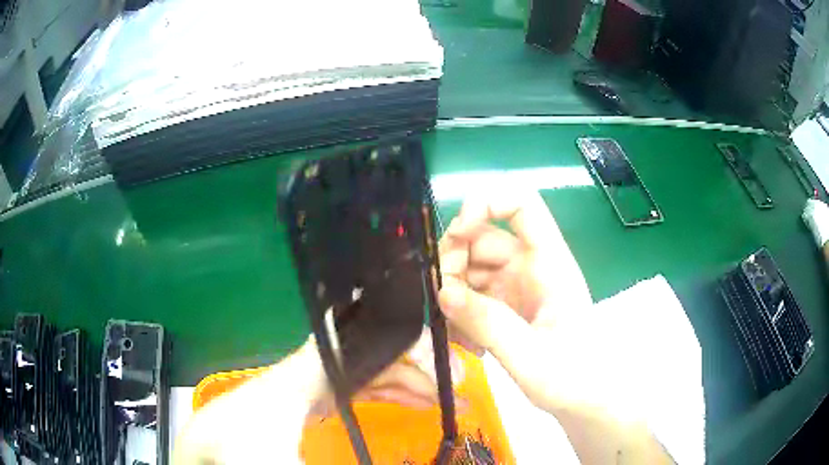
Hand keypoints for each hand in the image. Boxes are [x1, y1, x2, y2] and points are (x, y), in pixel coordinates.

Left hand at [173, 333, 463, 464]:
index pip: (367, 340)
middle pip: (379, 351)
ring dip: (412, 380)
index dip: (408, 342)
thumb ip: (335, 461)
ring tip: (447, 398)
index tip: (448, 360)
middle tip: (462, 383)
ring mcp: (319, 382)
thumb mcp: (284, 460)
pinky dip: (393, 392)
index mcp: (311, 371)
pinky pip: (365, 387)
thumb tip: (398, 461)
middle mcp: (319, 367)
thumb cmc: (242, 447)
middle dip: (422, 364)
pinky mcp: (318, 398)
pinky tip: (416, 402)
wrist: (213, 445)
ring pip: (376, 369)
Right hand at [437, 190, 671, 463]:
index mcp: (549, 263)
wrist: (585, 400)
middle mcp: (531, 267)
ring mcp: (516, 287)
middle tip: (442, 300)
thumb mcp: (531, 355)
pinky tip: (466, 344)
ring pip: (471, 269)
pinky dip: (460, 313)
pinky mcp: (506, 308)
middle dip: (454, 262)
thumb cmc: (573, 376)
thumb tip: (442, 291)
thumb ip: (489, 323)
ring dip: (454, 294)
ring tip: (456, 333)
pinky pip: (472, 296)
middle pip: (483, 238)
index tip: (457, 233)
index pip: (522, 205)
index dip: (488, 203)